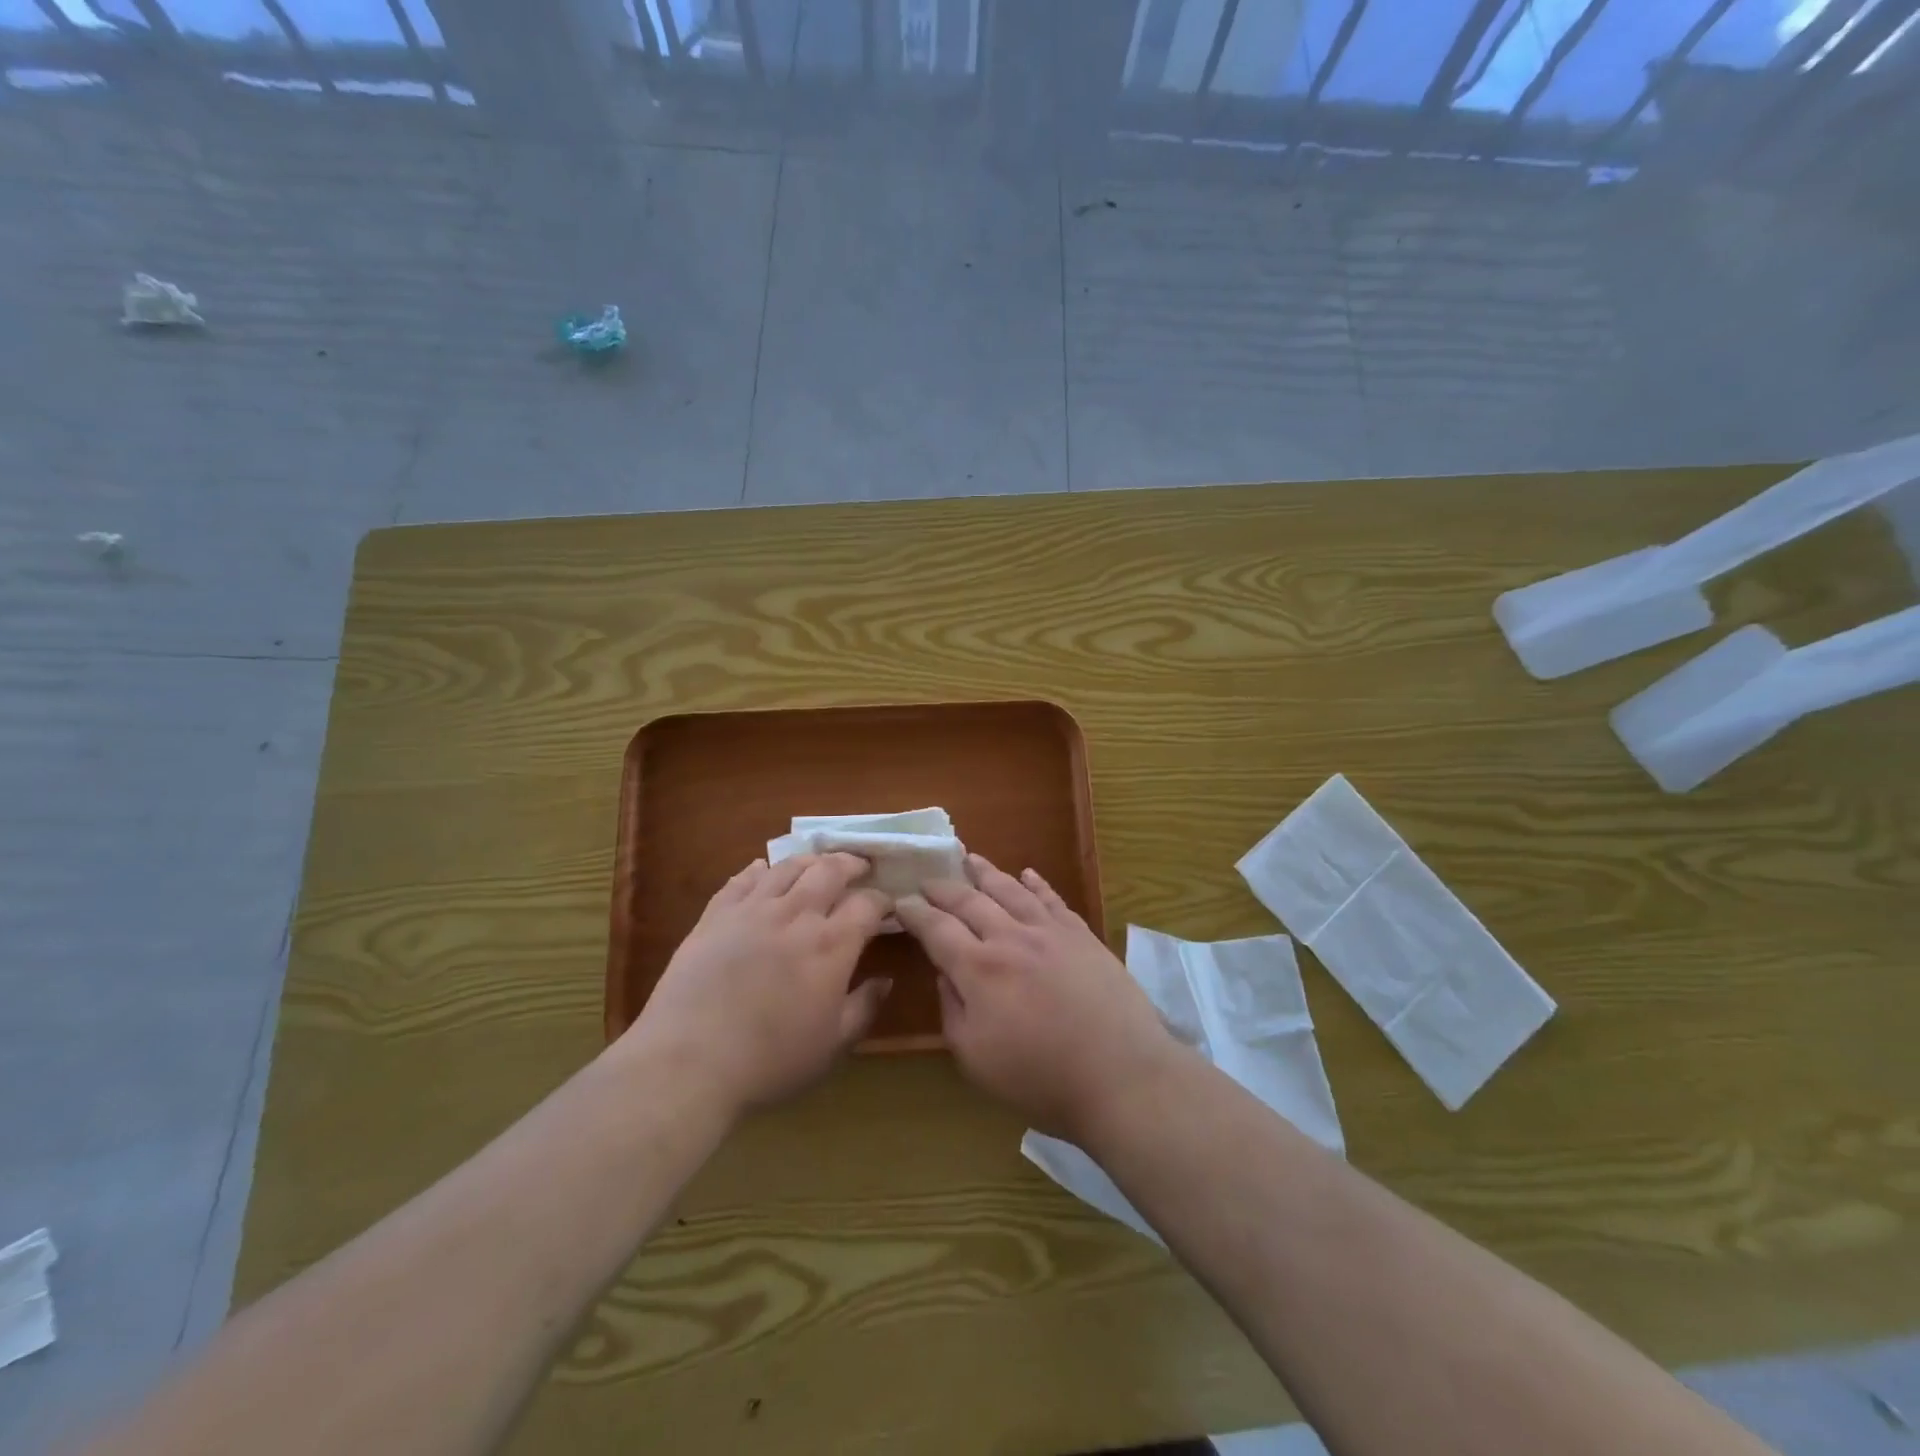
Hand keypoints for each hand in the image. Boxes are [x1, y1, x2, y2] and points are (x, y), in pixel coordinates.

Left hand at [627, 853, 891, 1113]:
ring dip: (809, 860)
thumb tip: (886, 980)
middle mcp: (796, 915)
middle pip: (829, 870)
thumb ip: (864, 1007)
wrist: (689, 1062)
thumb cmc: (770, 1061)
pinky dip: (759, 870)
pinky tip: (763, 870)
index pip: (867, 904)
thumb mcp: (832, 1045)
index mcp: (831, 945)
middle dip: (851, 863)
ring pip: (787, 867)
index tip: (887, 906)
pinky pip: (742, 880)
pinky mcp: (715, 916)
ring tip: (817, 863)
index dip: (882, 900)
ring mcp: (752, 910)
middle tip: (860, 866)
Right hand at [893, 854, 1182, 1140]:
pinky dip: (1036, 883)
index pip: (937, 928)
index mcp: (978, 968)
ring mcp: (1049, 931)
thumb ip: (952, 1009)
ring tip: (970, 858)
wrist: (1120, 1073)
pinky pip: (1052, 899)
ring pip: (1010, 890)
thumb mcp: (975, 1058)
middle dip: (944, 888)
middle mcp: (1010, 937)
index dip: (915, 912)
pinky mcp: (1082, 935)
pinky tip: (1028, 874)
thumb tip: (945, 971)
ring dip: (986, 872)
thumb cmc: (1040, 1077)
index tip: (901, 901)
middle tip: (928, 879)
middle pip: (969, 901)